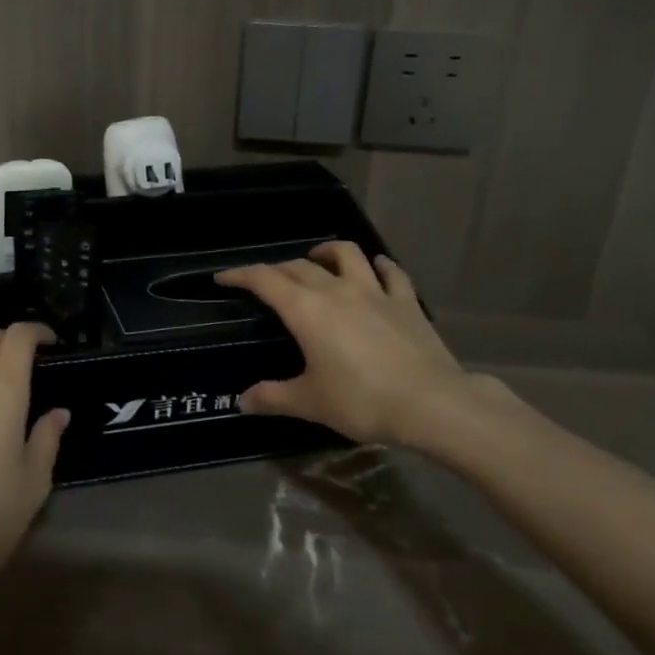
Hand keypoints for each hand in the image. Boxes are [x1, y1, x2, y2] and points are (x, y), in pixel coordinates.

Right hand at [216, 242, 510, 447]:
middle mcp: (336, 290)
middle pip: (300, 266)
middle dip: (277, 269)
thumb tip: (242, 401)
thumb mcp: (310, 403)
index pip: (265, 280)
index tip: (223, 277)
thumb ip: (273, 397)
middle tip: (267, 282)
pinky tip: (376, 268)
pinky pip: (390, 272)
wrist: (430, 403)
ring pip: (346, 254)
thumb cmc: (361, 401)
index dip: (241, 274)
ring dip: (326, 252)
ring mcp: (375, 291)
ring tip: (317, 259)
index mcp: (306, 310)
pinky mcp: (405, 301)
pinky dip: (378, 266)